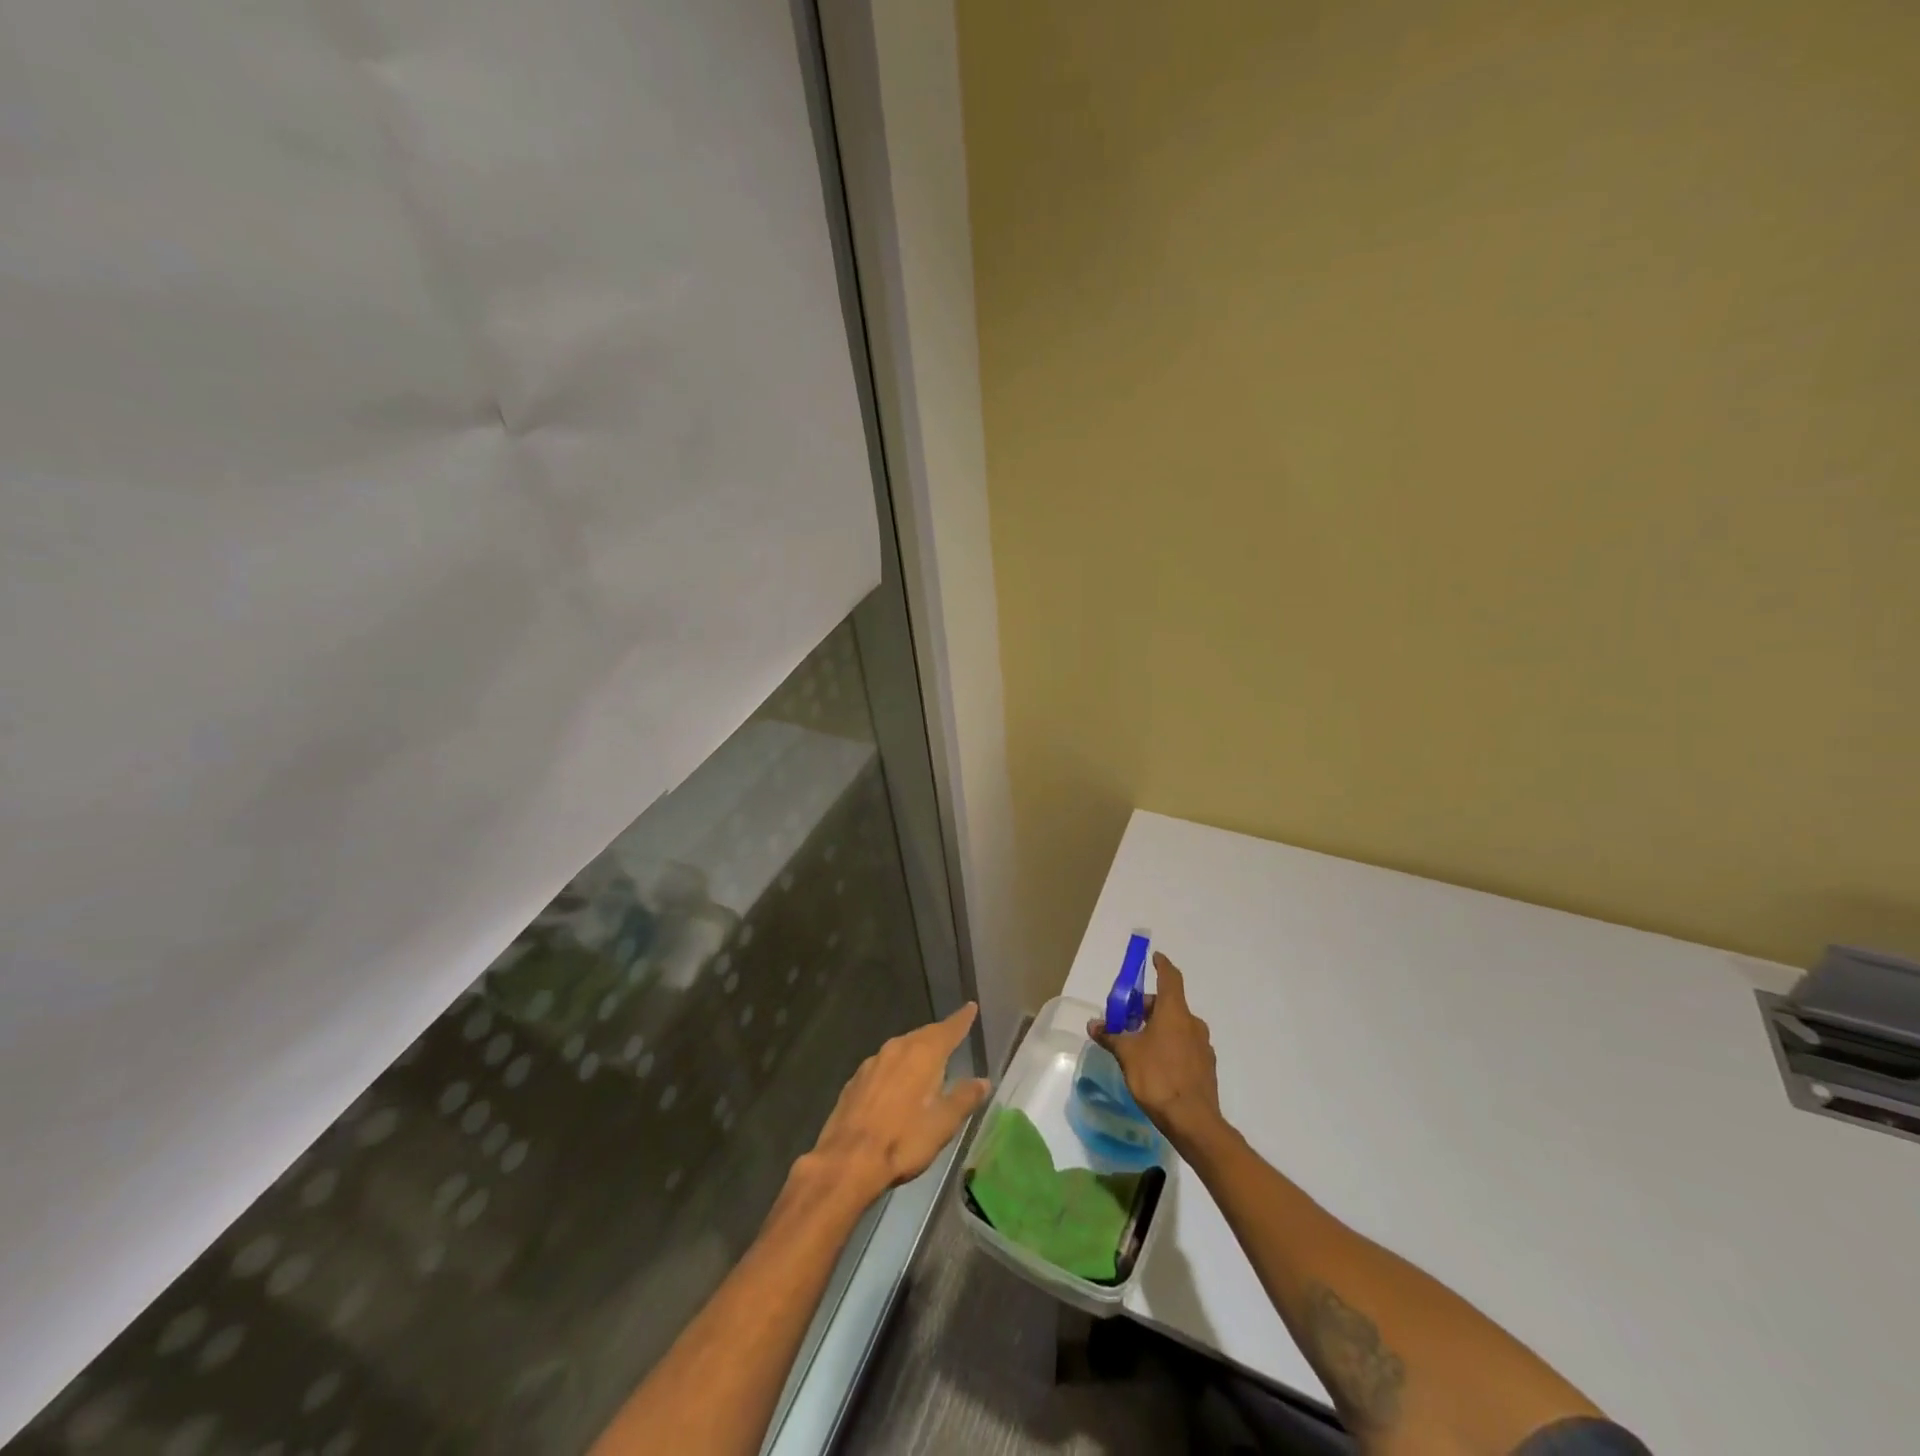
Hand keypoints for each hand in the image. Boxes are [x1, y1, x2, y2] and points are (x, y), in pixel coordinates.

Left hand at [804, 1002, 990, 1205]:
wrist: (847, 1160)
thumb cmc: (903, 1140)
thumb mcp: (943, 1123)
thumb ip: (964, 1098)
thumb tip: (983, 1080)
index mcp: (923, 1054)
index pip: (948, 1030)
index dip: (961, 1020)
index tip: (970, 1007)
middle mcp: (897, 1048)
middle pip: (923, 1035)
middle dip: (938, 1035)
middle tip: (951, 1036)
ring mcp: (872, 1062)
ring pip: (901, 1048)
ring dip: (916, 1051)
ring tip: (927, 1060)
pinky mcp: (855, 1080)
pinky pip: (883, 1065)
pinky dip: (896, 1068)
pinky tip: (896, 1084)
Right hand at [1088, 953, 1223, 1149]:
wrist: (1193, 1121)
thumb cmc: (1157, 1077)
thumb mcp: (1126, 1054)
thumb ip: (1110, 1036)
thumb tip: (1093, 1024)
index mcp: (1175, 1012)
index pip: (1170, 978)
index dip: (1162, 965)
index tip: (1155, 957)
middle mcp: (1192, 1023)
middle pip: (1169, 1005)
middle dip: (1148, 1007)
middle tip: (1127, 1019)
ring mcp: (1203, 1046)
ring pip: (1177, 1026)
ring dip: (1158, 1027)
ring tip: (1138, 1044)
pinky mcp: (1206, 1067)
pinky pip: (1184, 1046)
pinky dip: (1169, 1046)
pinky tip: (1156, 1065)